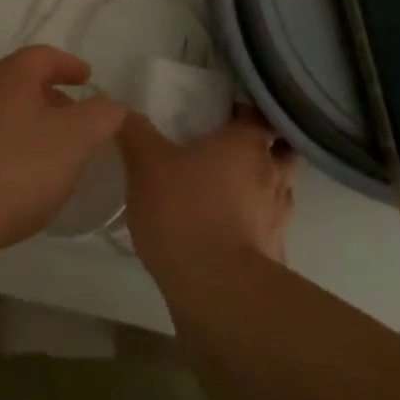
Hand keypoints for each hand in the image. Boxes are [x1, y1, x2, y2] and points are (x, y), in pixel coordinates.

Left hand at [0, 46, 128, 258]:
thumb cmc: (16, 171)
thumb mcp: (75, 142)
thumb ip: (101, 116)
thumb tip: (112, 104)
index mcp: (10, 74)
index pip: (45, 55)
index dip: (70, 65)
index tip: (88, 79)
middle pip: (18, 79)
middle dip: (48, 93)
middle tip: (71, 116)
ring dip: (22, 118)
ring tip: (43, 146)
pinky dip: (0, 141)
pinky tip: (9, 171)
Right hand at [119, 109, 295, 280]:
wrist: (216, 290)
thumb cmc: (184, 210)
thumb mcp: (146, 163)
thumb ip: (135, 131)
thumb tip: (120, 109)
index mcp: (248, 143)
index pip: (261, 114)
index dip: (248, 111)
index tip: (228, 112)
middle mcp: (273, 174)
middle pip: (279, 152)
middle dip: (261, 149)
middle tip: (229, 150)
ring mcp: (278, 218)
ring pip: (276, 192)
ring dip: (258, 189)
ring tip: (227, 191)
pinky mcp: (274, 255)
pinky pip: (266, 230)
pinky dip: (252, 227)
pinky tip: (226, 233)